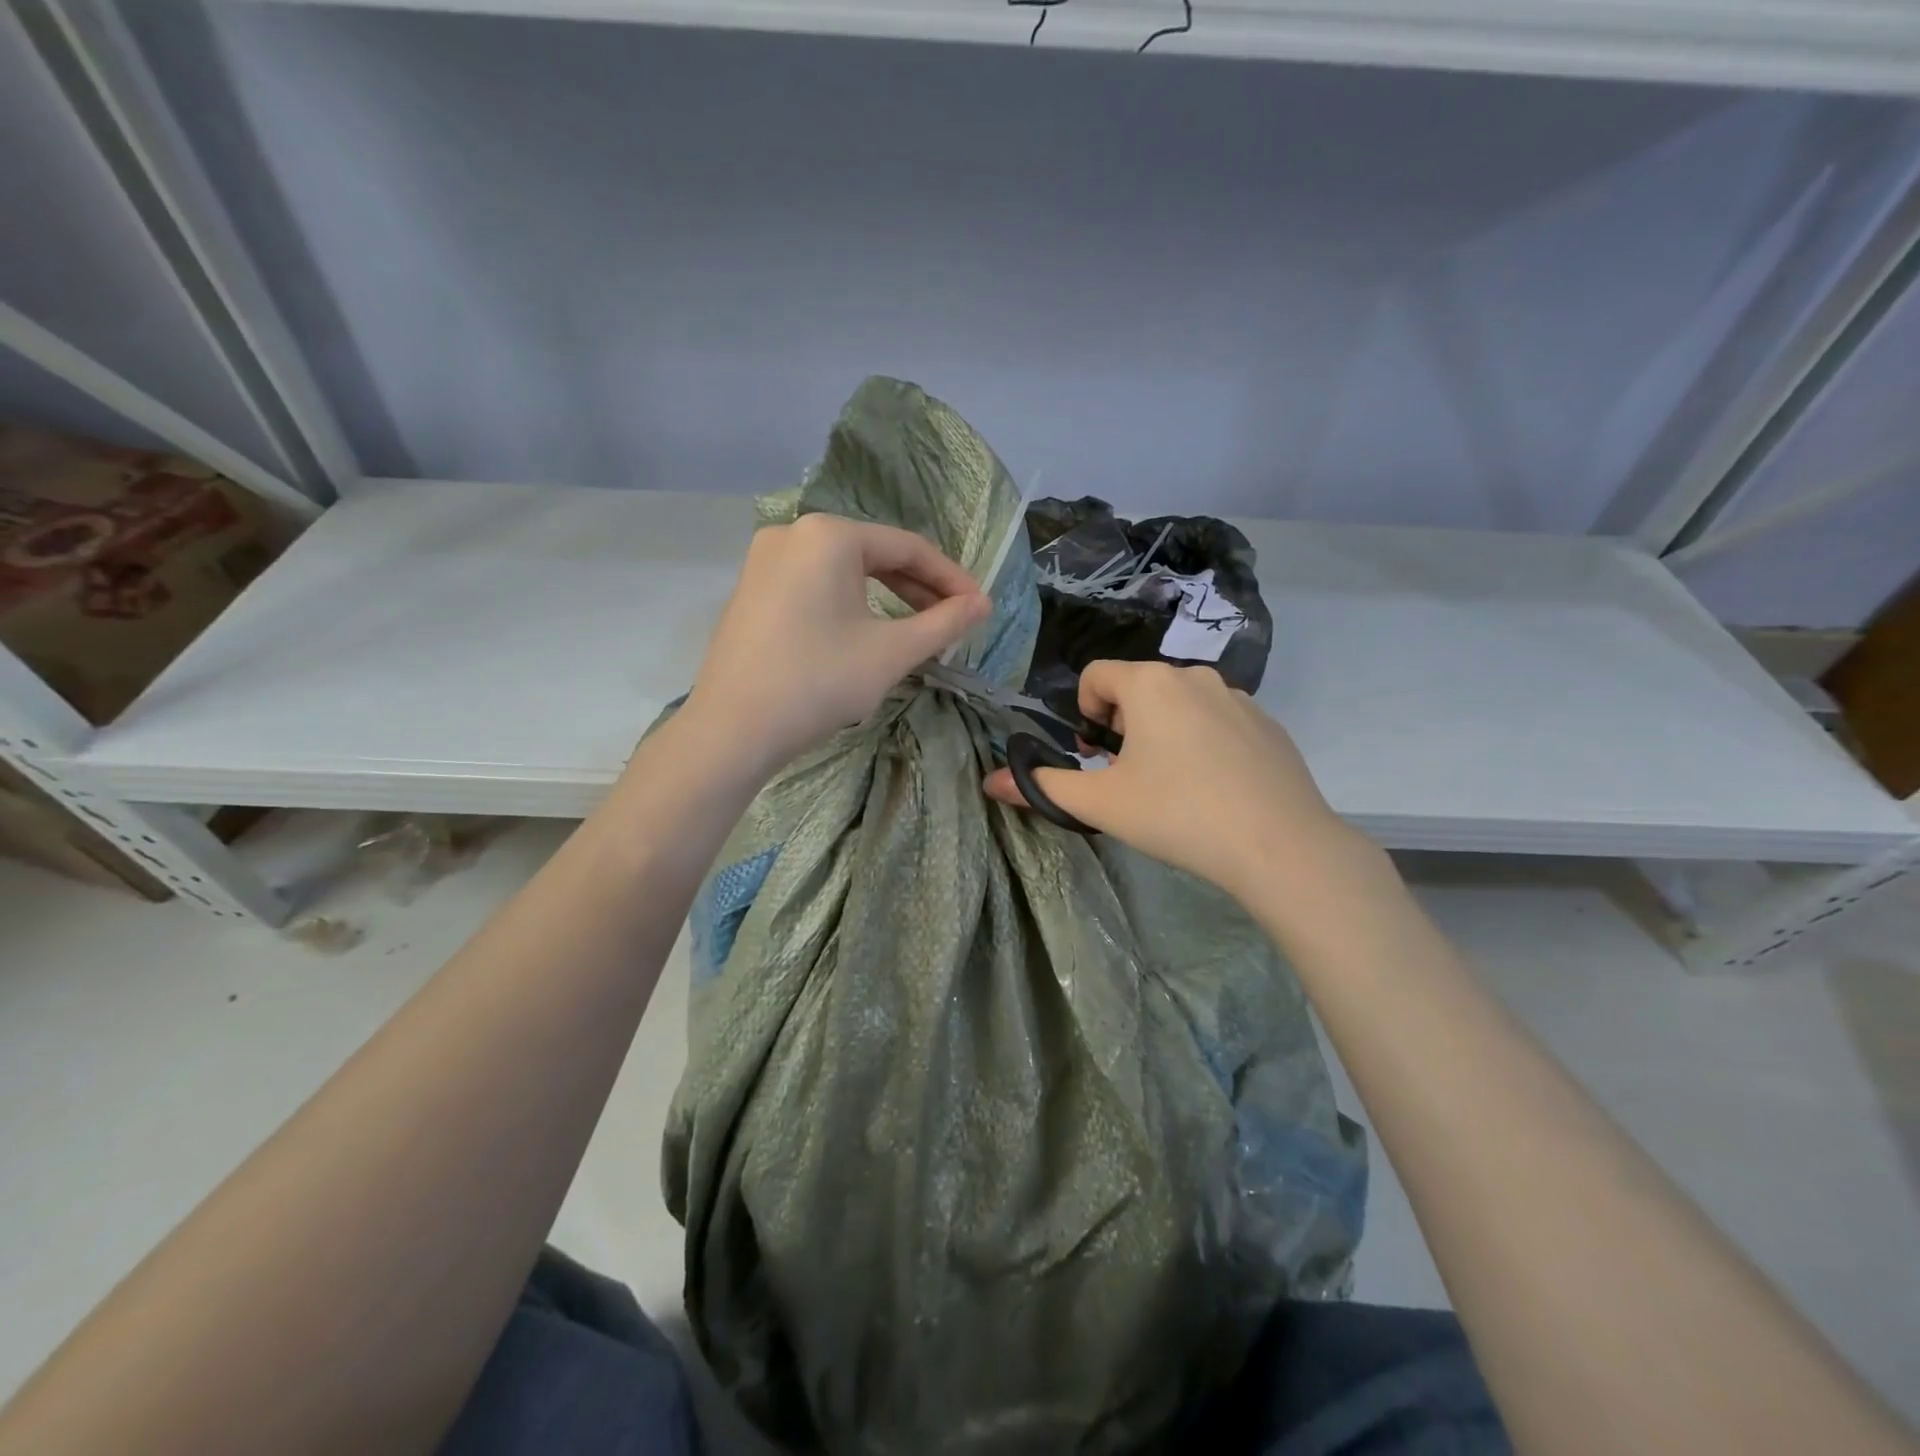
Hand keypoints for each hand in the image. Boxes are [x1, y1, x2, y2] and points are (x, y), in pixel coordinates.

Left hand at [682, 513, 990, 775]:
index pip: (909, 548)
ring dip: (888, 597)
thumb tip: (983, 605)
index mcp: (829, 535)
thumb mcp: (892, 652)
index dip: (952, 579)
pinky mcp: (753, 589)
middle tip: (953, 622)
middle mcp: (794, 533)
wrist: (732, 730)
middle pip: (875, 554)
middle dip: (920, 589)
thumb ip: (944, 623)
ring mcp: (766, 560)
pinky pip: (816, 585)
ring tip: (918, 630)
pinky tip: (867, 632)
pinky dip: (851, 604)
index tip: (980, 610)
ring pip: (845, 571)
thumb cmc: (819, 682)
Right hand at [984, 661, 1353, 901]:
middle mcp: (1195, 676)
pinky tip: (1215, 789)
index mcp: (1150, 684)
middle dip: (1123, 726)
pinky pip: (1218, 721)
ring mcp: (1238, 698)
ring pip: (1180, 704)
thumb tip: (991, 783)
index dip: (1085, 713)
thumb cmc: (1178, 814)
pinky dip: (1204, 743)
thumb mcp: (1101, 804)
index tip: (1096, 757)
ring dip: (1163, 733)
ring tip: (1173, 786)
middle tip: (1131, 777)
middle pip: (1139, 689)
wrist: (1279, 845)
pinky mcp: (1268, 723)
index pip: (1097, 675)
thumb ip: (1043, 788)